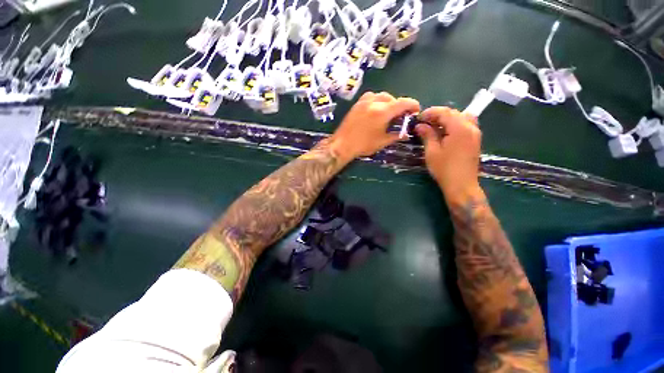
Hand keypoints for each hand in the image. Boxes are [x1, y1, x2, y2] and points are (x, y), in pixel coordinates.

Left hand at [328, 92, 419, 162]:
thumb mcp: (382, 142)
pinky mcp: (357, 104)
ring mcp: (364, 102)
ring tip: (388, 113)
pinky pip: (371, 97)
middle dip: (399, 105)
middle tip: (400, 116)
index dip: (413, 105)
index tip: (416, 110)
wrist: (342, 144)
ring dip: (388, 102)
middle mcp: (374, 102)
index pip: (403, 102)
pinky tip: (376, 110)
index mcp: (382, 111)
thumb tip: (406, 133)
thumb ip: (396, 135)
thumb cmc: (363, 145)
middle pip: (392, 98)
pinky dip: (377, 101)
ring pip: (381, 95)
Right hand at [416, 107, 481, 202]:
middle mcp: (470, 126)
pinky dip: (454, 124)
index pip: (445, 112)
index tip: (418, 118)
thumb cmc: (444, 169)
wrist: (461, 185)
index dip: (430, 112)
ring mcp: (475, 133)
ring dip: (446, 118)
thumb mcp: (432, 151)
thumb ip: (427, 135)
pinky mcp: (475, 140)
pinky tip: (444, 132)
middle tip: (423, 122)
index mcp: (460, 128)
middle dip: (437, 114)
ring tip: (434, 126)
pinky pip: (465, 124)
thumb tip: (419, 126)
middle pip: (454, 112)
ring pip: (461, 117)